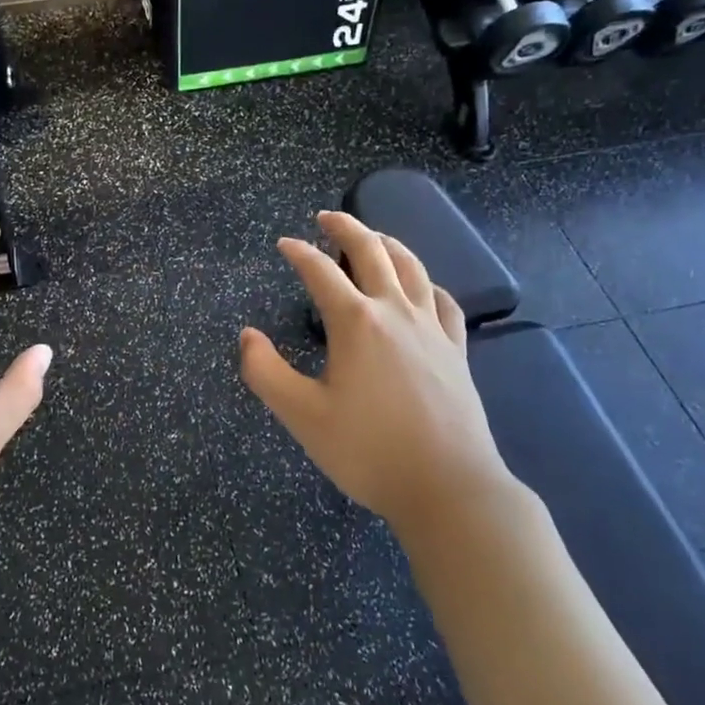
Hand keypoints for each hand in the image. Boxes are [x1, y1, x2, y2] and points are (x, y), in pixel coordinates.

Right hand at [239, 211, 514, 532]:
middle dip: (346, 228)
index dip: (299, 252)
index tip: (283, 244)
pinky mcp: (457, 350)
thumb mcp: (302, 416)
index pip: (320, 271)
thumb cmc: (368, 451)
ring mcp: (432, 328)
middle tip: (327, 217)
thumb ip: (265, 372)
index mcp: (356, 322)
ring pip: (412, 267)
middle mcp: (395, 311)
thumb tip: (247, 335)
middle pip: (372, 251)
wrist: (448, 487)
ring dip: (388, 243)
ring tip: (373, 236)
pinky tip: (421, 287)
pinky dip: (426, 283)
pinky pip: (443, 301)